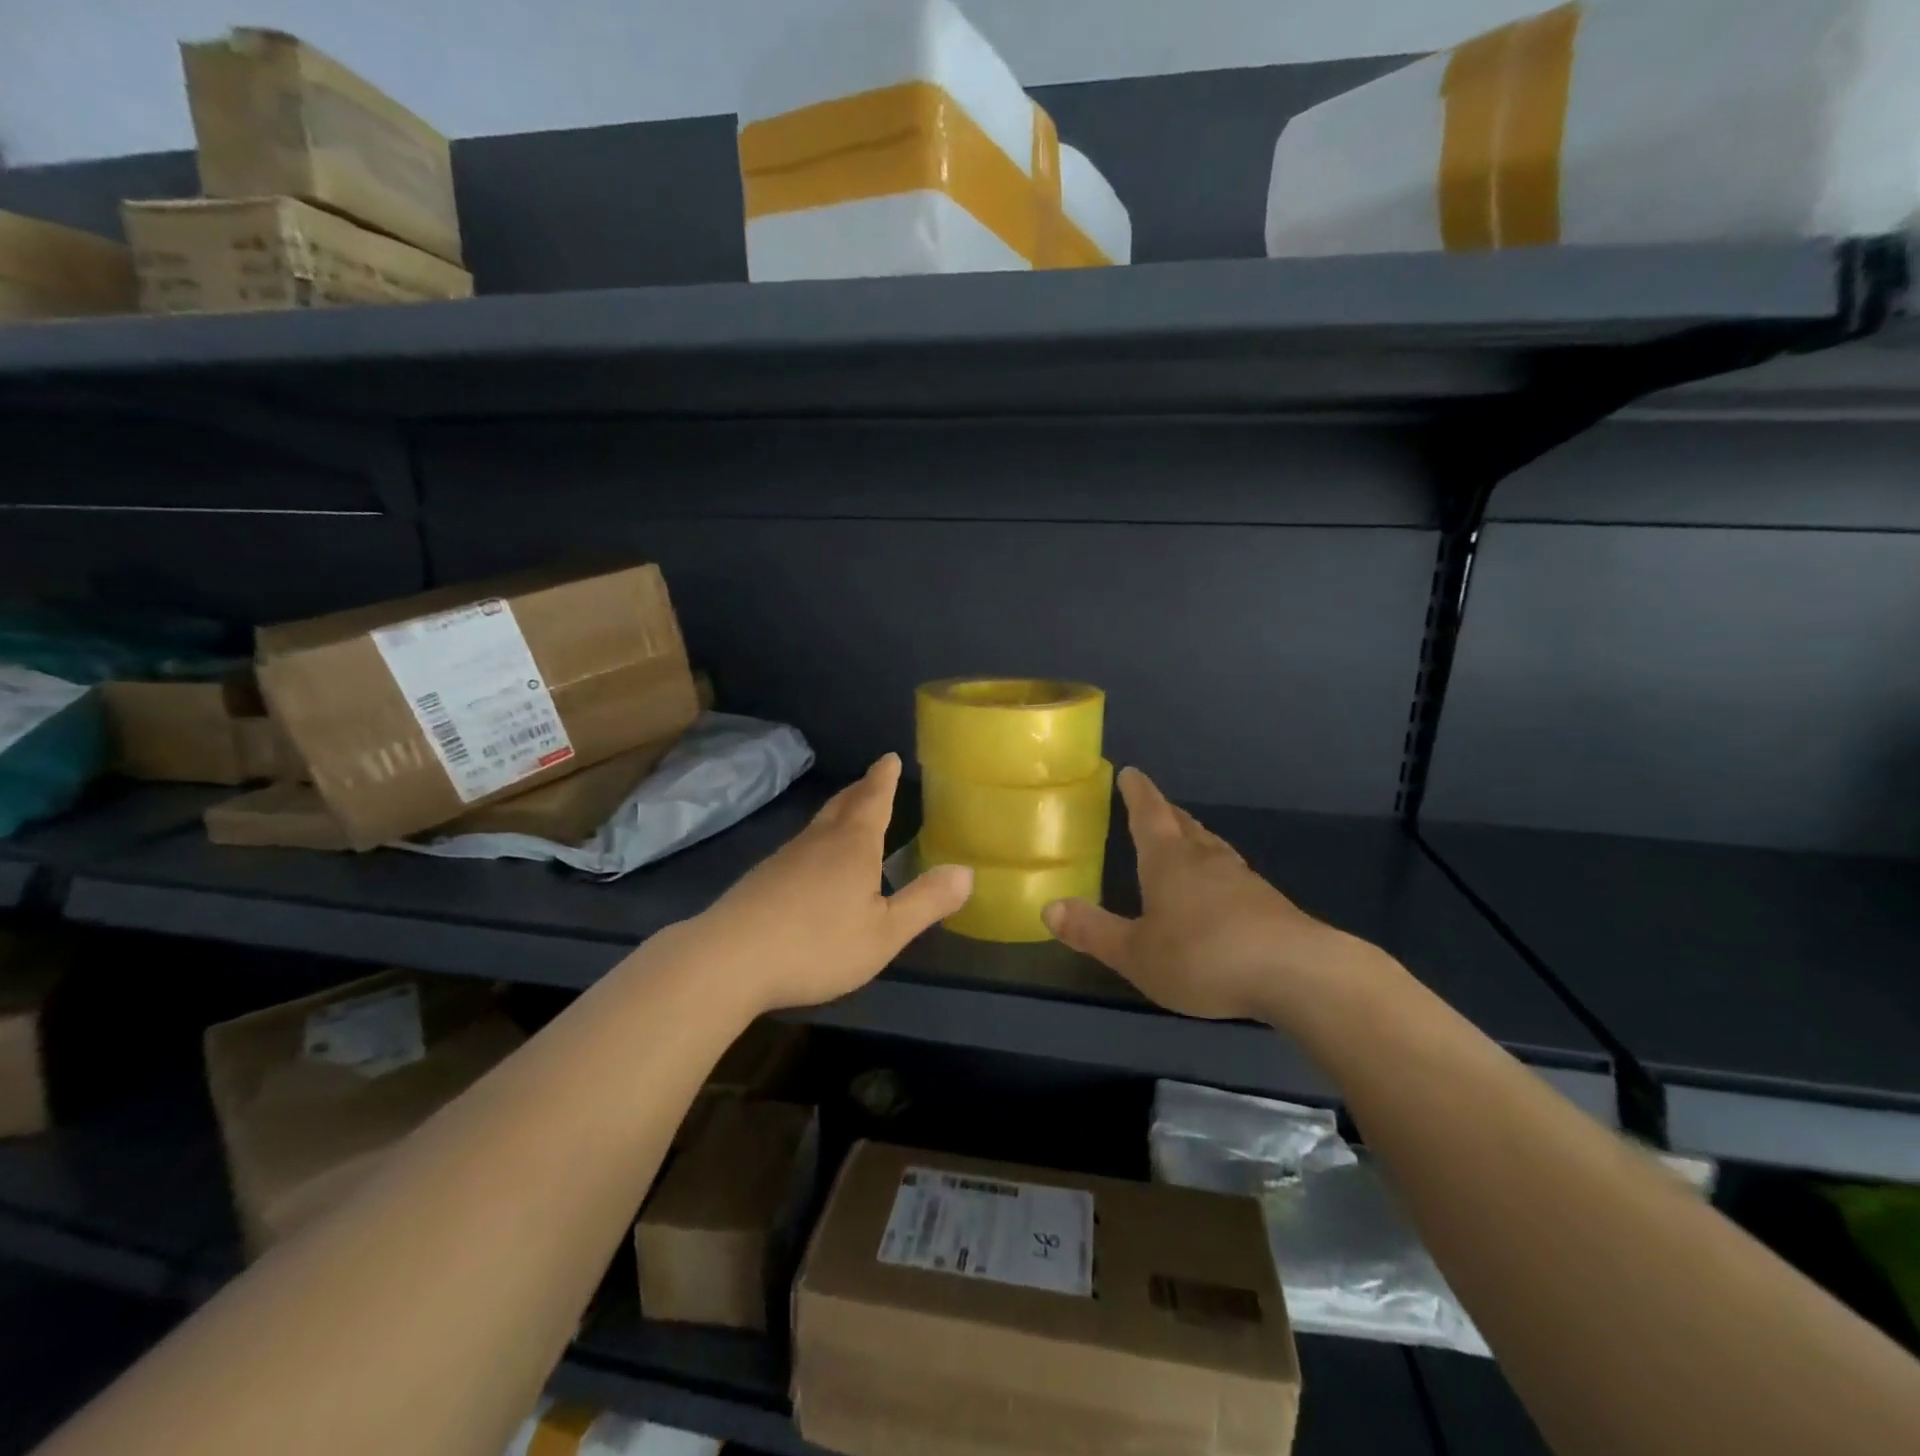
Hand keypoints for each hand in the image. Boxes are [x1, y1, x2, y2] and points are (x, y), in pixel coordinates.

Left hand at [686, 754, 972, 1013]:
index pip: (873, 801)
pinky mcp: (762, 879)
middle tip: (873, 777)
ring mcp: (785, 858)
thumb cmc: (817, 944)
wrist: (729, 960)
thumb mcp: (885, 933)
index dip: (884, 779)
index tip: (889, 757)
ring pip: (818, 825)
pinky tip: (813, 862)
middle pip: (843, 805)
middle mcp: (818, 842)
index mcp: (853, 846)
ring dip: (838, 812)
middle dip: (861, 790)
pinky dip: (817, 840)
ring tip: (849, 812)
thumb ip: (926, 902)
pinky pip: (800, 847)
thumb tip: (967, 871)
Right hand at [1042, 767, 1354, 1022]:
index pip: (1149, 815)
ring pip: (1212, 848)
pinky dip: (1219, 872)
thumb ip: (1093, 931)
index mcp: (1169, 861)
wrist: (1295, 973)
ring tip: (1187, 840)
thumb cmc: (1203, 956)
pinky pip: (1233, 875)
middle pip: (1184, 826)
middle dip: (1167, 814)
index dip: (1138, 793)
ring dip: (1195, 839)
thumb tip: (1048, 907)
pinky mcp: (1269, 904)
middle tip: (1156, 806)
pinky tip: (1222, 891)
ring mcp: (1242, 879)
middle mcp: (1205, 860)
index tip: (1131, 773)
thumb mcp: (1136, 952)